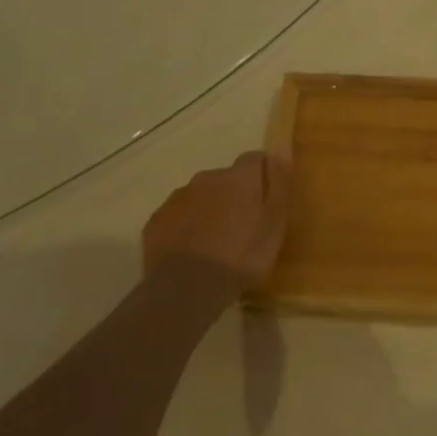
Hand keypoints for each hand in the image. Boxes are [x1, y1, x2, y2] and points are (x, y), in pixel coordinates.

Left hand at [141, 152, 290, 289]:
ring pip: (199, 197)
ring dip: (208, 211)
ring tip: (215, 243)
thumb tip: (281, 146)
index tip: (268, 199)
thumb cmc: (242, 255)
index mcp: (239, 176)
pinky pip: (177, 218)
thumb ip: (279, 182)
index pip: (255, 159)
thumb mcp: (275, 221)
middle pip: (225, 179)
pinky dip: (186, 227)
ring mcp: (177, 199)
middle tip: (242, 228)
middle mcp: (207, 178)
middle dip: (233, 195)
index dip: (262, 176)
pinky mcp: (156, 222)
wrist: (187, 289)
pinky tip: (191, 252)